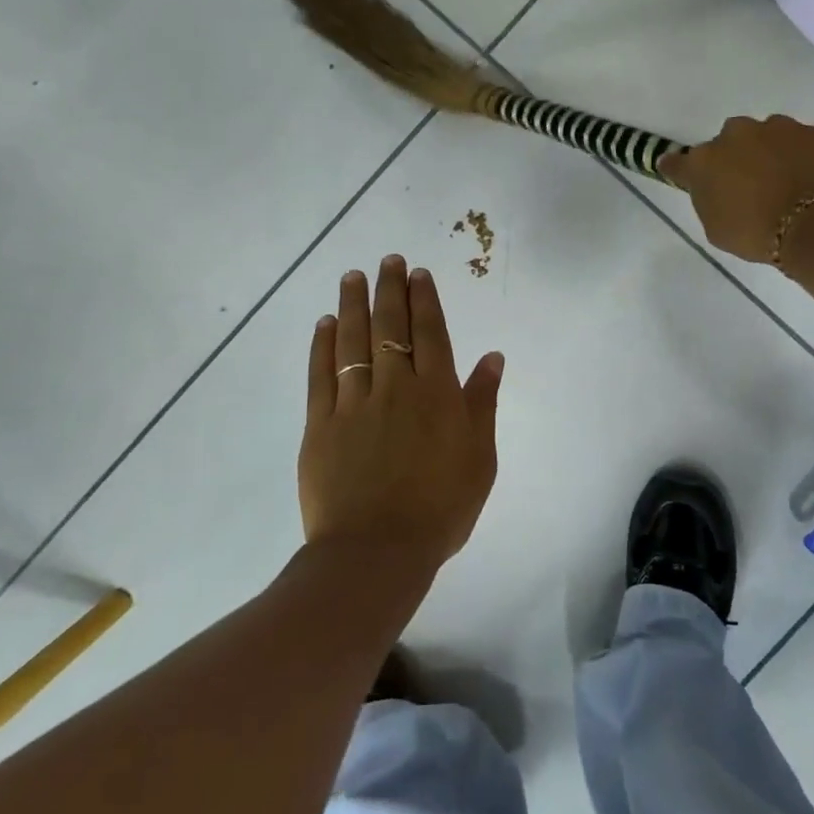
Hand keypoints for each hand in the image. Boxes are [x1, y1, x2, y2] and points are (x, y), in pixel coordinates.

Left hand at [299, 256, 504, 573]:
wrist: (377, 553)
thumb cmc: (441, 508)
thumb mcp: (480, 459)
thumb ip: (483, 403)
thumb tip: (492, 357)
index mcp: (437, 394)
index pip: (430, 333)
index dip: (424, 300)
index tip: (417, 273)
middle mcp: (395, 387)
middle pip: (391, 327)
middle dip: (390, 289)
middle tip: (387, 260)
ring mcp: (354, 403)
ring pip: (353, 341)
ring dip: (353, 305)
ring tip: (352, 276)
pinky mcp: (321, 424)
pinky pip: (321, 374)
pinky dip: (323, 346)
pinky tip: (324, 324)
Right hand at [659, 115, 813, 264]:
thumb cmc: (757, 234)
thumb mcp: (717, 229)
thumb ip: (708, 200)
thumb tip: (712, 188)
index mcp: (704, 161)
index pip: (678, 162)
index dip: (678, 168)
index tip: (676, 171)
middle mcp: (736, 134)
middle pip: (728, 141)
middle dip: (734, 157)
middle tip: (748, 184)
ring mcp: (778, 127)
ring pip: (766, 135)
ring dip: (769, 152)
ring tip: (784, 181)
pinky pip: (801, 142)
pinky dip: (802, 156)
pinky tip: (810, 178)